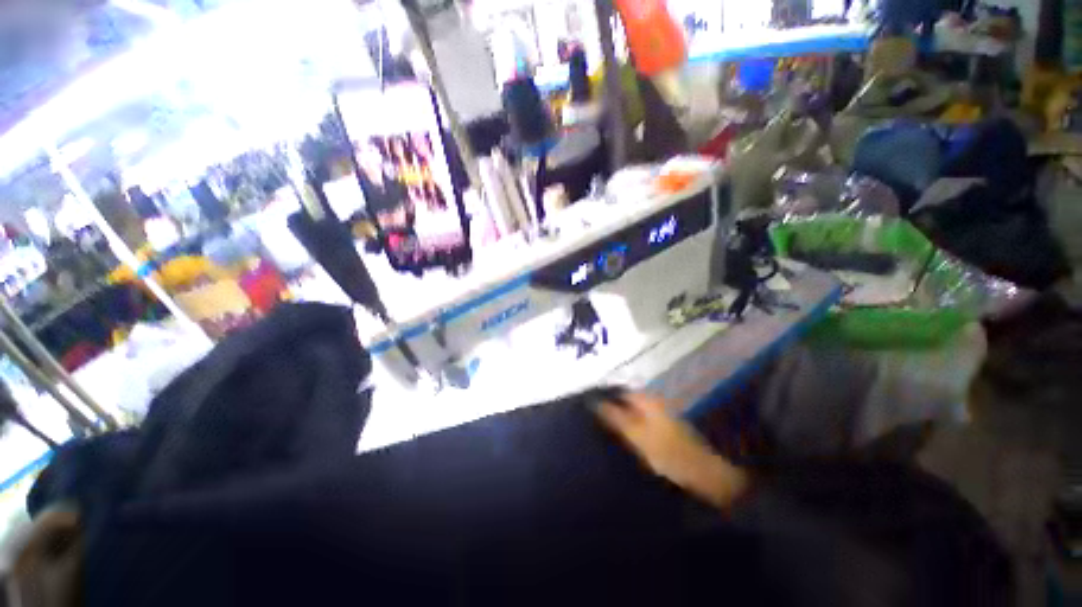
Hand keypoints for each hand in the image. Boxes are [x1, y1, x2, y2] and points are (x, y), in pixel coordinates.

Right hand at [596, 392, 748, 509]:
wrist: (703, 474)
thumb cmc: (667, 452)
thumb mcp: (636, 435)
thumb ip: (615, 417)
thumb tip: (594, 402)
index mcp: (647, 400)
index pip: (619, 390)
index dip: (604, 396)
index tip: (589, 406)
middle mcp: (653, 402)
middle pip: (626, 400)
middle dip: (611, 407)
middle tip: (594, 419)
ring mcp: (660, 415)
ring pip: (633, 411)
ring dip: (620, 417)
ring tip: (603, 428)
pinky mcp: (664, 429)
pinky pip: (640, 421)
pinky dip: (630, 426)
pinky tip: (623, 437)